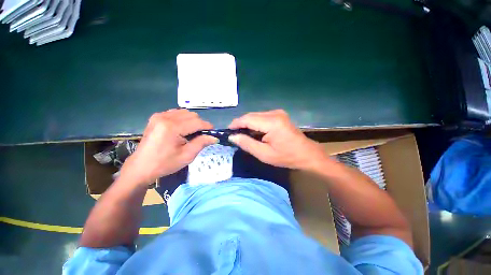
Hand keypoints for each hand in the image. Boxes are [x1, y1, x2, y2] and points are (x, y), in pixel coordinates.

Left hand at [120, 109, 217, 185]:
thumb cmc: (165, 164)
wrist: (141, 167)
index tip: (213, 132)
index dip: (207, 126)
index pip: (197, 122)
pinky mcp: (156, 117)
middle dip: (199, 124)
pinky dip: (183, 119)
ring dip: (191, 121)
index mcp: (172, 128)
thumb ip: (202, 143)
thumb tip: (214, 137)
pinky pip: (176, 113)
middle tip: (200, 136)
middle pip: (192, 115)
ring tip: (190, 133)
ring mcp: (159, 115)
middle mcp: (165, 117)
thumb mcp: (187, 156)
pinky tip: (181, 129)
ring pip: (185, 112)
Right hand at [228, 110, 327, 169]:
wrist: (306, 154)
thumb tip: (232, 136)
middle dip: (240, 124)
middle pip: (251, 115)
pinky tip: (253, 132)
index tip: (228, 131)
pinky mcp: (279, 115)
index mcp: (272, 122)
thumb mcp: (264, 154)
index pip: (247, 119)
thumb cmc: (286, 156)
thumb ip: (247, 143)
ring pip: (255, 115)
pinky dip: (255, 123)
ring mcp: (278, 113)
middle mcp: (274, 113)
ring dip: (247, 124)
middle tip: (234, 134)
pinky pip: (261, 117)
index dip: (235, 124)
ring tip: (242, 134)